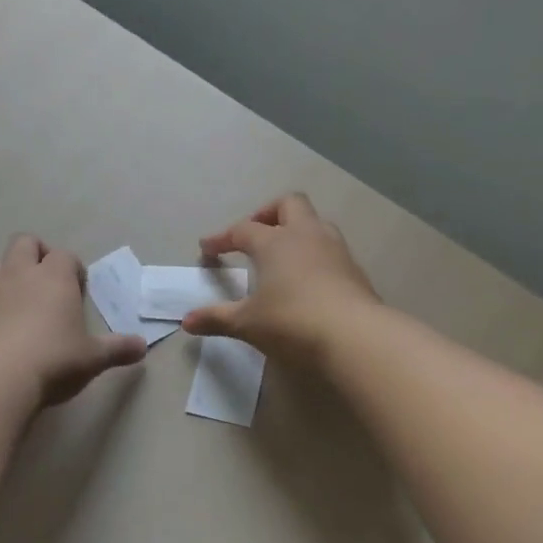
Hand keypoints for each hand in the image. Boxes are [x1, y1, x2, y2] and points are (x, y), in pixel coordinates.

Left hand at [0, 234, 146, 405]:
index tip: (78, 289)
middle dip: (36, 254)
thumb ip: (117, 349)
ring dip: (7, 276)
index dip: (73, 269)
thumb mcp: (92, 358)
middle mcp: (18, 274)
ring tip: (18, 304)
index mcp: (53, 277)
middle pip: (25, 243)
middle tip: (46, 283)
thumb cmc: (53, 361)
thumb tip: (142, 346)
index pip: (65, 256)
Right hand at [182, 193, 380, 361]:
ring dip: (296, 231)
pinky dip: (314, 255)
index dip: (222, 238)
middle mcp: (306, 236)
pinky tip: (307, 279)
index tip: (207, 249)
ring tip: (282, 255)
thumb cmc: (292, 322)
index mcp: (275, 242)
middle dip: (267, 214)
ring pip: (315, 223)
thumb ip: (216, 318)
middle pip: (288, 204)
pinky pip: (330, 249)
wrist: (356, 337)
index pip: (242, 230)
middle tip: (253, 236)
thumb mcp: (247, 323)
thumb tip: (186, 322)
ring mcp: (335, 250)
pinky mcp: (354, 270)